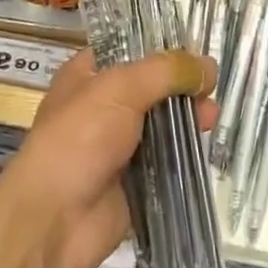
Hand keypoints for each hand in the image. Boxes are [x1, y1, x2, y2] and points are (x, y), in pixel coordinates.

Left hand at [1, 48, 216, 267]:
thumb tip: (209, 65)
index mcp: (88, 75)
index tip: (197, 50)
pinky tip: (205, 147)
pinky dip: (184, 154)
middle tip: (211, 88)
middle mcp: (103, 106)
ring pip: (161, 124)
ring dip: (187, 119)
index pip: (130, 50)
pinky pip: (165, 161)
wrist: (55, 219)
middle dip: (181, 86)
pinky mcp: (134, 181)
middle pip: (151, 87)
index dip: (162, 48)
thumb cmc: (79, 138)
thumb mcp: (120, 89)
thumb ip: (165, 72)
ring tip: (213, 116)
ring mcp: (117, 145)